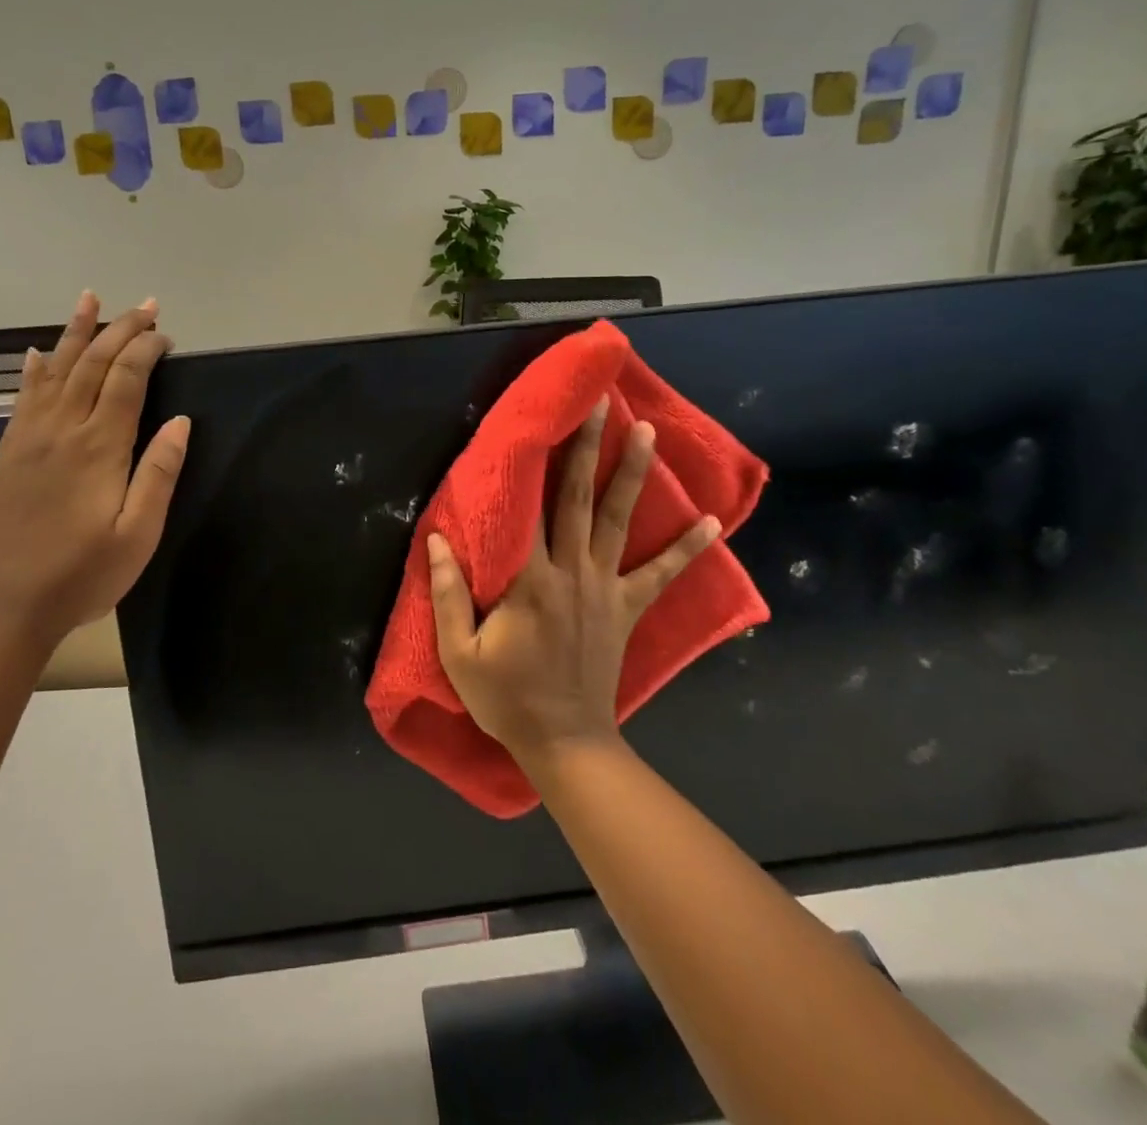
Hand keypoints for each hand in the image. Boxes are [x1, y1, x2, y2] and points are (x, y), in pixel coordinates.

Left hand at [0, 292, 189, 653]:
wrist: (6, 605)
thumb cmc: (83, 575)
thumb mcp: (138, 534)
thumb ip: (159, 474)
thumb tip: (181, 421)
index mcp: (100, 448)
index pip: (126, 380)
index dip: (147, 350)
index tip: (167, 335)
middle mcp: (63, 430)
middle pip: (93, 365)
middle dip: (121, 330)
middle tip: (145, 305)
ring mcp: (30, 438)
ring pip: (56, 370)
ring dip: (77, 333)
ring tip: (89, 299)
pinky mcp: (10, 452)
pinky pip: (24, 397)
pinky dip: (35, 369)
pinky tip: (38, 353)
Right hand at [426, 398, 720, 767]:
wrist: (564, 742)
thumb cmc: (506, 697)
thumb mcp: (459, 653)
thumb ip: (447, 594)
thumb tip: (435, 540)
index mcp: (528, 580)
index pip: (531, 509)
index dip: (537, 462)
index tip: (544, 423)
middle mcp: (571, 572)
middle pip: (579, 499)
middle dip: (589, 448)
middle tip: (602, 405)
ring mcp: (605, 589)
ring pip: (619, 521)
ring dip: (633, 474)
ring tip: (648, 433)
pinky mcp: (626, 609)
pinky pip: (661, 575)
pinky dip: (686, 548)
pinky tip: (711, 522)